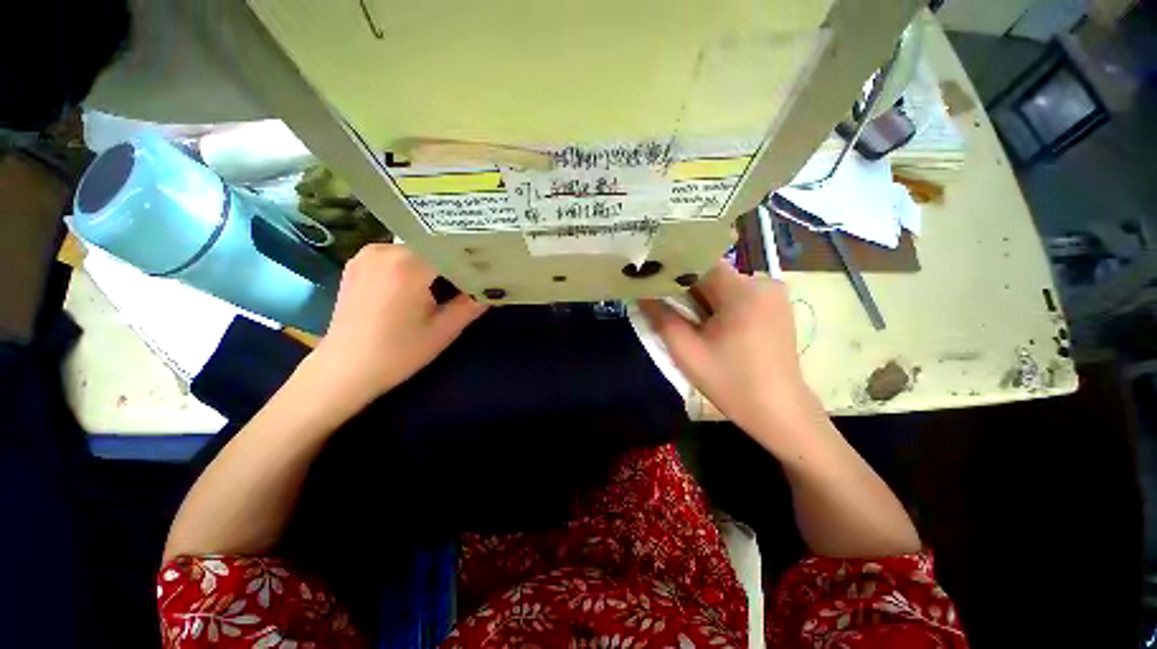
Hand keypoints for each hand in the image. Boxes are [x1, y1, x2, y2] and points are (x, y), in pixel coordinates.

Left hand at [306, 244, 486, 409]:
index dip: (472, 258)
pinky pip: (396, 255)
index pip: (451, 248)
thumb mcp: (444, 330)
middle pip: (433, 247)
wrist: (345, 369)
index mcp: (407, 264)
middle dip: (454, 261)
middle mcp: (385, 250)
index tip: (488, 268)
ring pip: (416, 249)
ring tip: (448, 281)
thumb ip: (472, 304)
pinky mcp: (357, 263)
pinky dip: (413, 264)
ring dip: (433, 263)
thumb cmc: (398, 352)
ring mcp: (367, 254)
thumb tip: (493, 288)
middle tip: (472, 276)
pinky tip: (421, 284)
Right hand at [640, 262, 815, 448]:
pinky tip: (714, 328)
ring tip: (691, 324)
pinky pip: (739, 295)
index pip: (699, 264)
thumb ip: (661, 317)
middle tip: (667, 309)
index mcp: (743, 292)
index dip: (673, 272)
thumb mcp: (687, 352)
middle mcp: (763, 283)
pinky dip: (720, 305)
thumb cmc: (731, 383)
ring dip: (703, 299)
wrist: (779, 412)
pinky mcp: (777, 306)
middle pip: (712, 274)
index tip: (652, 283)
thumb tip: (640, 291)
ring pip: (724, 285)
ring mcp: (774, 294)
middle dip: (687, 290)